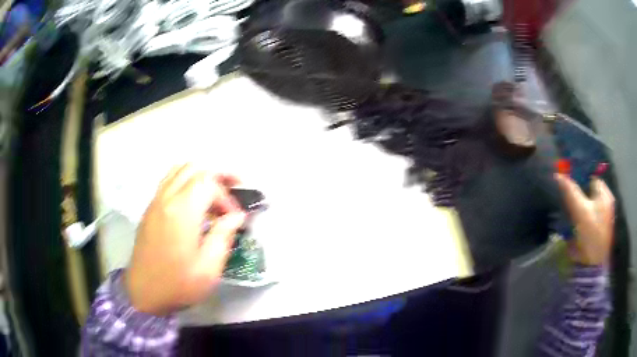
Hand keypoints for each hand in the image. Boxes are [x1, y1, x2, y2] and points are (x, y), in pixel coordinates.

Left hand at [125, 164, 245, 314]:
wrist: (143, 293)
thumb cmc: (178, 284)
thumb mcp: (209, 267)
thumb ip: (224, 236)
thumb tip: (236, 216)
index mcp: (182, 211)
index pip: (210, 183)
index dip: (228, 196)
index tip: (235, 217)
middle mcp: (166, 198)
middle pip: (195, 168)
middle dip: (218, 175)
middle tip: (233, 191)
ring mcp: (155, 201)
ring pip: (179, 170)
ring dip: (200, 176)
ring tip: (214, 193)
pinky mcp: (150, 209)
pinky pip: (168, 181)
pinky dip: (185, 182)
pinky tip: (193, 203)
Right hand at [555, 174, 614, 265]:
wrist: (592, 265)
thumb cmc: (590, 234)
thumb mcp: (580, 211)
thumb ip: (571, 191)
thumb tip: (558, 175)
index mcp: (605, 194)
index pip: (591, 178)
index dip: (579, 180)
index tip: (568, 188)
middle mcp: (606, 202)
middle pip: (589, 191)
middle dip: (579, 194)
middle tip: (567, 201)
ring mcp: (603, 216)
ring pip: (588, 204)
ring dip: (579, 206)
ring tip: (569, 212)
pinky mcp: (598, 228)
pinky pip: (588, 216)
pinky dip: (581, 217)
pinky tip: (574, 223)